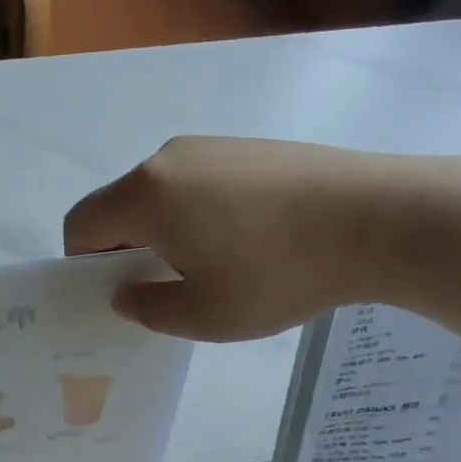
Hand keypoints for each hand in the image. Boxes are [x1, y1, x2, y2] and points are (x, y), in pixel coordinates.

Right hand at [64, 137, 426, 340]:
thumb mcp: (205, 315)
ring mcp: (210, 146)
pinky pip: (197, 182)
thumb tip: (124, 295)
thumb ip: (149, 309)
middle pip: (119, 206)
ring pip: (159, 193)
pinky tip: (245, 239)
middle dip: (126, 249)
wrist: (379, 218)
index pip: (81, 223)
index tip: (118, 292)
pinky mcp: (245, 146)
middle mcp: (167, 159)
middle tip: (165, 288)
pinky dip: (197, 212)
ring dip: (164, 231)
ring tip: (213, 266)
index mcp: (145, 195)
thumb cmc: (278, 273)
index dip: (83, 263)